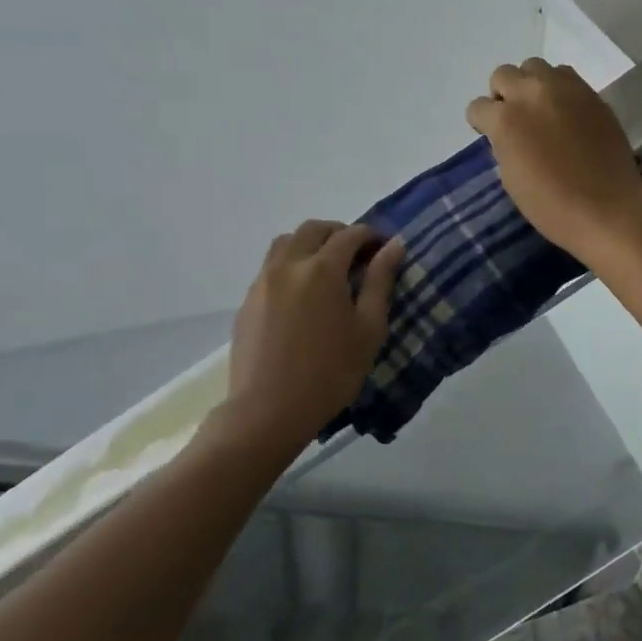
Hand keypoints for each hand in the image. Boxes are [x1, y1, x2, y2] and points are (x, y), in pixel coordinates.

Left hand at [225, 221, 404, 447]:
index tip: (385, 248)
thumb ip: (380, 282)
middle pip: (313, 229)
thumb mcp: (368, 329)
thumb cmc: (330, 373)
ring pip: (286, 243)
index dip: (371, 236)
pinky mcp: (247, 301)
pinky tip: (302, 294)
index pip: (350, 235)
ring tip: (328, 268)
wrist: (268, 411)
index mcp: (322, 269)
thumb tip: (394, 246)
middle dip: (339, 233)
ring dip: (310, 244)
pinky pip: (271, 267)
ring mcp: (263, 281)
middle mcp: (288, 265)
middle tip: (358, 254)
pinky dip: (291, 264)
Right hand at [467, 59, 641, 261]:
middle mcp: (531, 93)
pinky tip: (565, 112)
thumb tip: (508, 134)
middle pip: (503, 74)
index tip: (492, 137)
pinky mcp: (591, 93)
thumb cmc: (551, 204)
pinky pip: (565, 76)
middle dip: (503, 95)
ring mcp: (564, 89)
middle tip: (516, 120)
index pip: (478, 107)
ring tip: (541, 111)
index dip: (482, 124)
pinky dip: (558, 88)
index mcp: (505, 119)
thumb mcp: (511, 178)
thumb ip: (504, 145)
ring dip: (530, 85)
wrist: (608, 208)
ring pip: (534, 66)